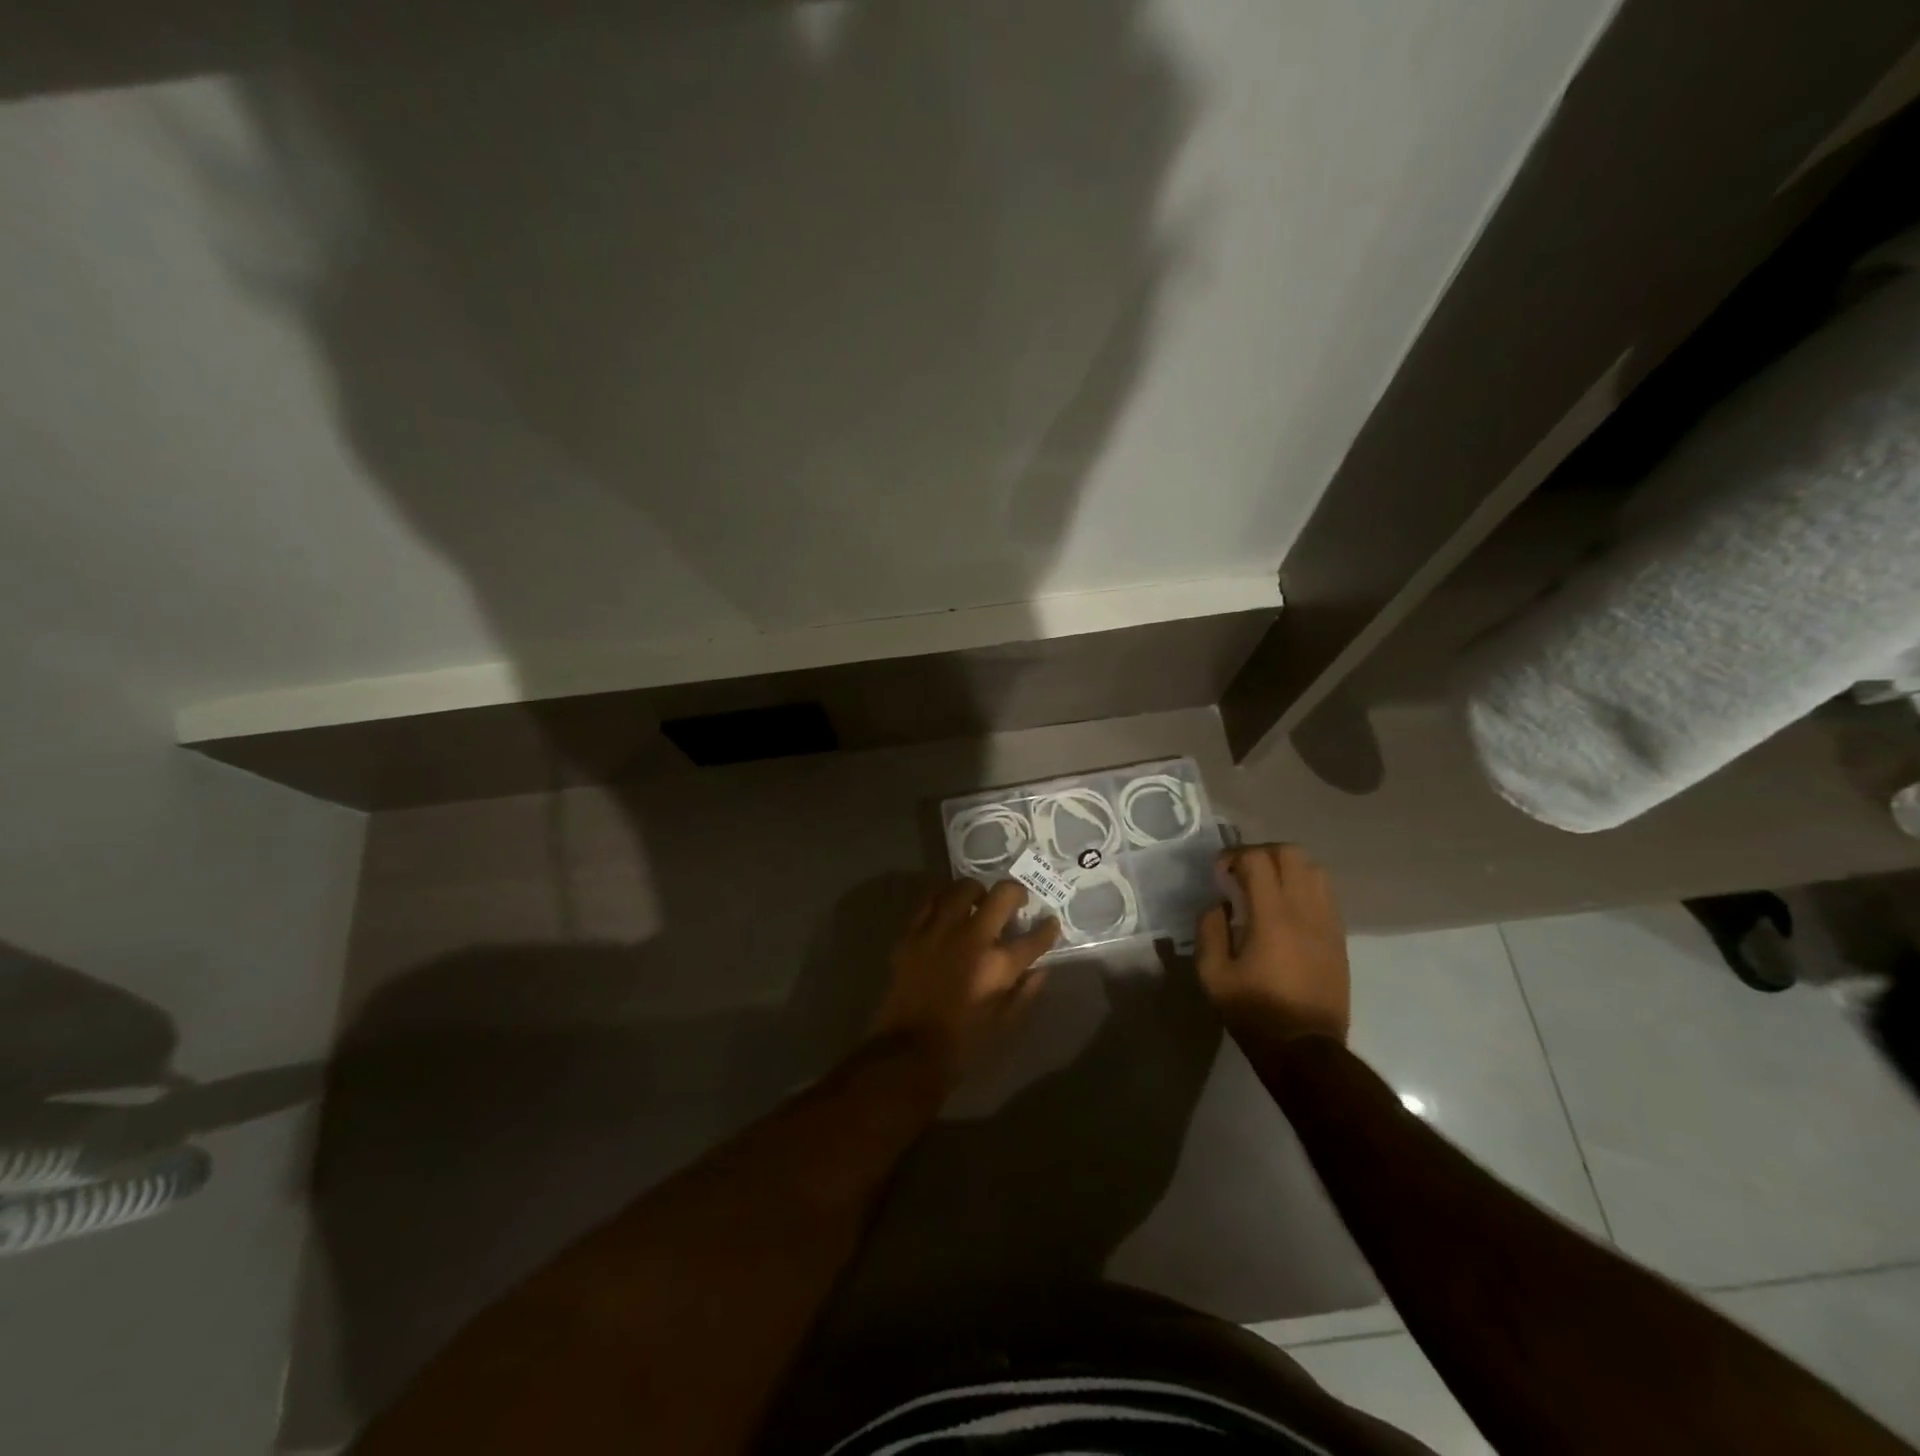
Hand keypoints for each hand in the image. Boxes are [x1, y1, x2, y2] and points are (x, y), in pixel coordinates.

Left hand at [871, 879, 1058, 1084]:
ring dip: (978, 891)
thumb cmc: (963, 1044)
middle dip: (1017, 893)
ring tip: (979, 902)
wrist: (907, 1052)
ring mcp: (939, 931)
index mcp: (998, 966)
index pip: (1035, 937)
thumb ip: (1025, 992)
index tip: (1050, 923)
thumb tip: (1040, 968)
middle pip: (1003, 895)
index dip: (1047, 928)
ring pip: (963, 887)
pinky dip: (943, 898)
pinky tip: (948, 908)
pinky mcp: (912, 933)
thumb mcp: (1005, 1025)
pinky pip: (929, 900)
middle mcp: (971, 939)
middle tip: (1016, 903)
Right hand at [1196, 844, 1348, 1044]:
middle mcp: (1305, 910)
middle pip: (1290, 853)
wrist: (1306, 1050)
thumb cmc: (1254, 1012)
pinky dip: (1303, 886)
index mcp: (1272, 917)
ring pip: (1314, 869)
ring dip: (1286, 867)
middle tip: (1241, 872)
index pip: (1257, 860)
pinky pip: (1325, 894)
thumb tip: (1218, 903)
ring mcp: (1328, 922)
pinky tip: (1286, 908)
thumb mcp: (1212, 974)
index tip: (1219, 873)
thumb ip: (1209, 929)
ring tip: (1266, 886)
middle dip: (1261, 852)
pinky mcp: (1338, 937)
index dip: (1233, 856)